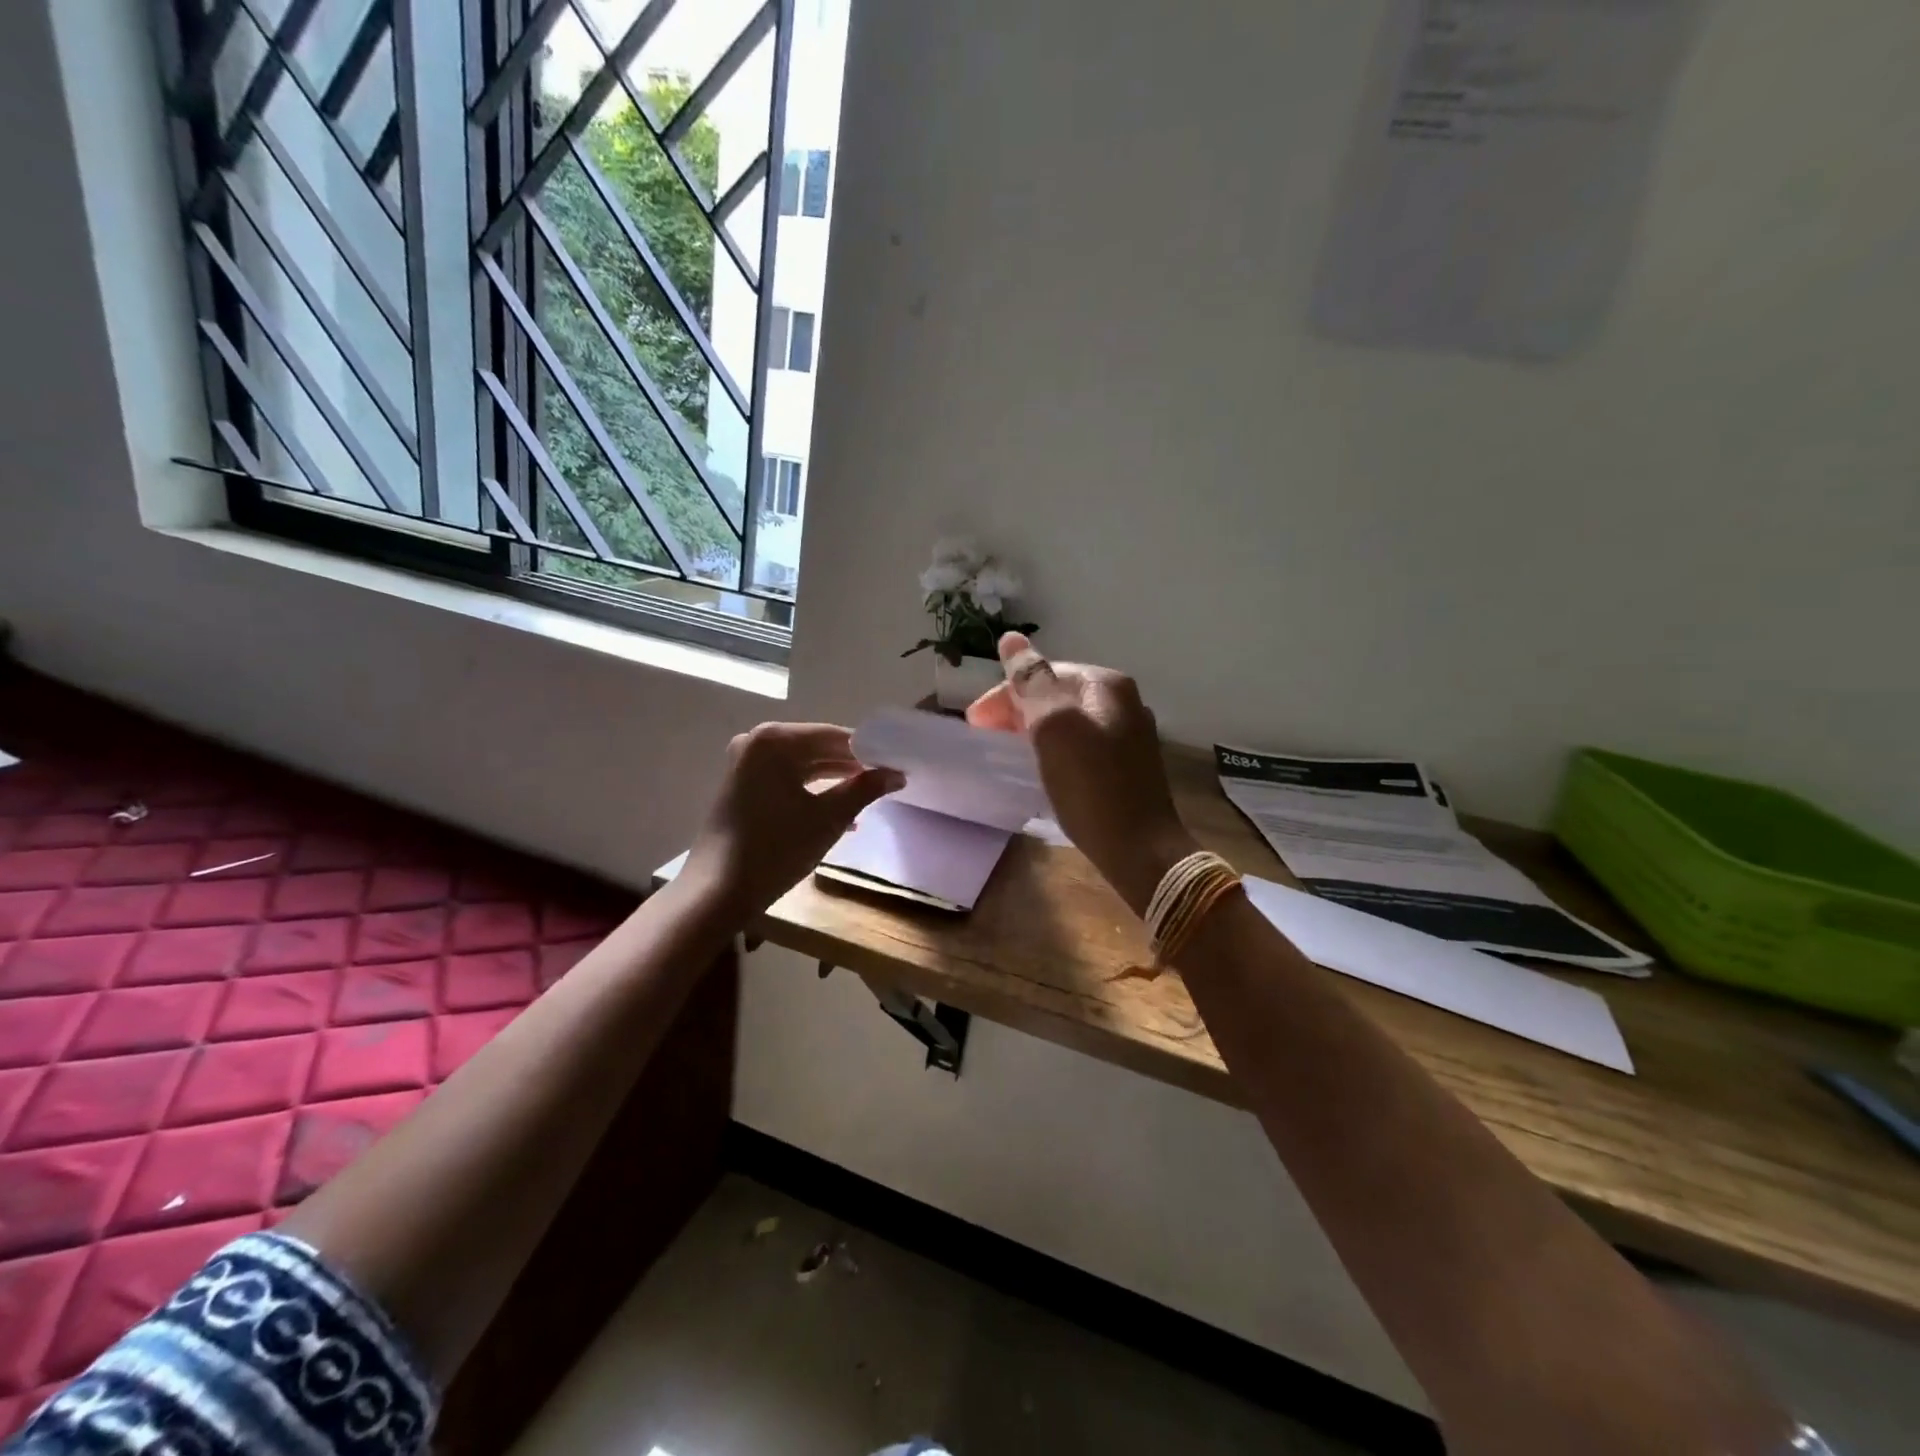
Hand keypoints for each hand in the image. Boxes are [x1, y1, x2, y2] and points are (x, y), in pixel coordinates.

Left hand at [684, 723, 904, 917]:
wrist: (717, 892)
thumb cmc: (776, 849)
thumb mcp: (828, 818)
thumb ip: (864, 790)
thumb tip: (896, 774)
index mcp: (775, 740)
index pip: (834, 736)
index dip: (869, 751)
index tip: (896, 764)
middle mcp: (756, 741)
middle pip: (817, 747)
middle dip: (852, 766)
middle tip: (887, 780)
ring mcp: (745, 763)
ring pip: (802, 764)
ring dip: (835, 779)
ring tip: (869, 796)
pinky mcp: (742, 785)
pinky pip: (787, 778)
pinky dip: (813, 790)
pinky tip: (840, 810)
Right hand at [967, 633, 1197, 914]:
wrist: (1140, 849)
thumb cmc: (1091, 786)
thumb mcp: (1054, 728)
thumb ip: (1031, 682)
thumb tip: (1011, 639)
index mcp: (1106, 685)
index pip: (1043, 673)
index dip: (1004, 695)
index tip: (975, 724)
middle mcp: (1122, 701)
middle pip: (1056, 694)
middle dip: (1018, 711)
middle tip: (988, 738)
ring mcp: (1128, 733)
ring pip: (1067, 720)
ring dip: (1034, 730)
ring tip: (1008, 751)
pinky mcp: (1126, 765)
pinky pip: (1080, 744)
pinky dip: (1055, 749)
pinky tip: (1042, 767)